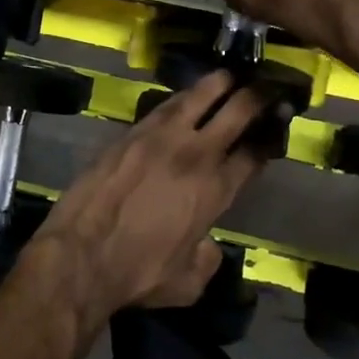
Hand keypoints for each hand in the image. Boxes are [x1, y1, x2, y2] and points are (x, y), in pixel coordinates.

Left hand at [22, 71, 269, 324]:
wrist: (81, 254)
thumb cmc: (137, 273)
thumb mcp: (188, 282)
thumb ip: (207, 259)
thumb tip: (206, 244)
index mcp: (215, 191)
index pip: (253, 154)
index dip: (269, 137)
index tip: (276, 125)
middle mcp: (194, 155)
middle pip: (235, 111)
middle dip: (256, 96)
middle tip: (265, 86)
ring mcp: (160, 137)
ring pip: (198, 96)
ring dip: (218, 84)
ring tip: (229, 76)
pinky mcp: (130, 133)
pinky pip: (164, 106)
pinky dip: (182, 97)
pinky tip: (186, 96)